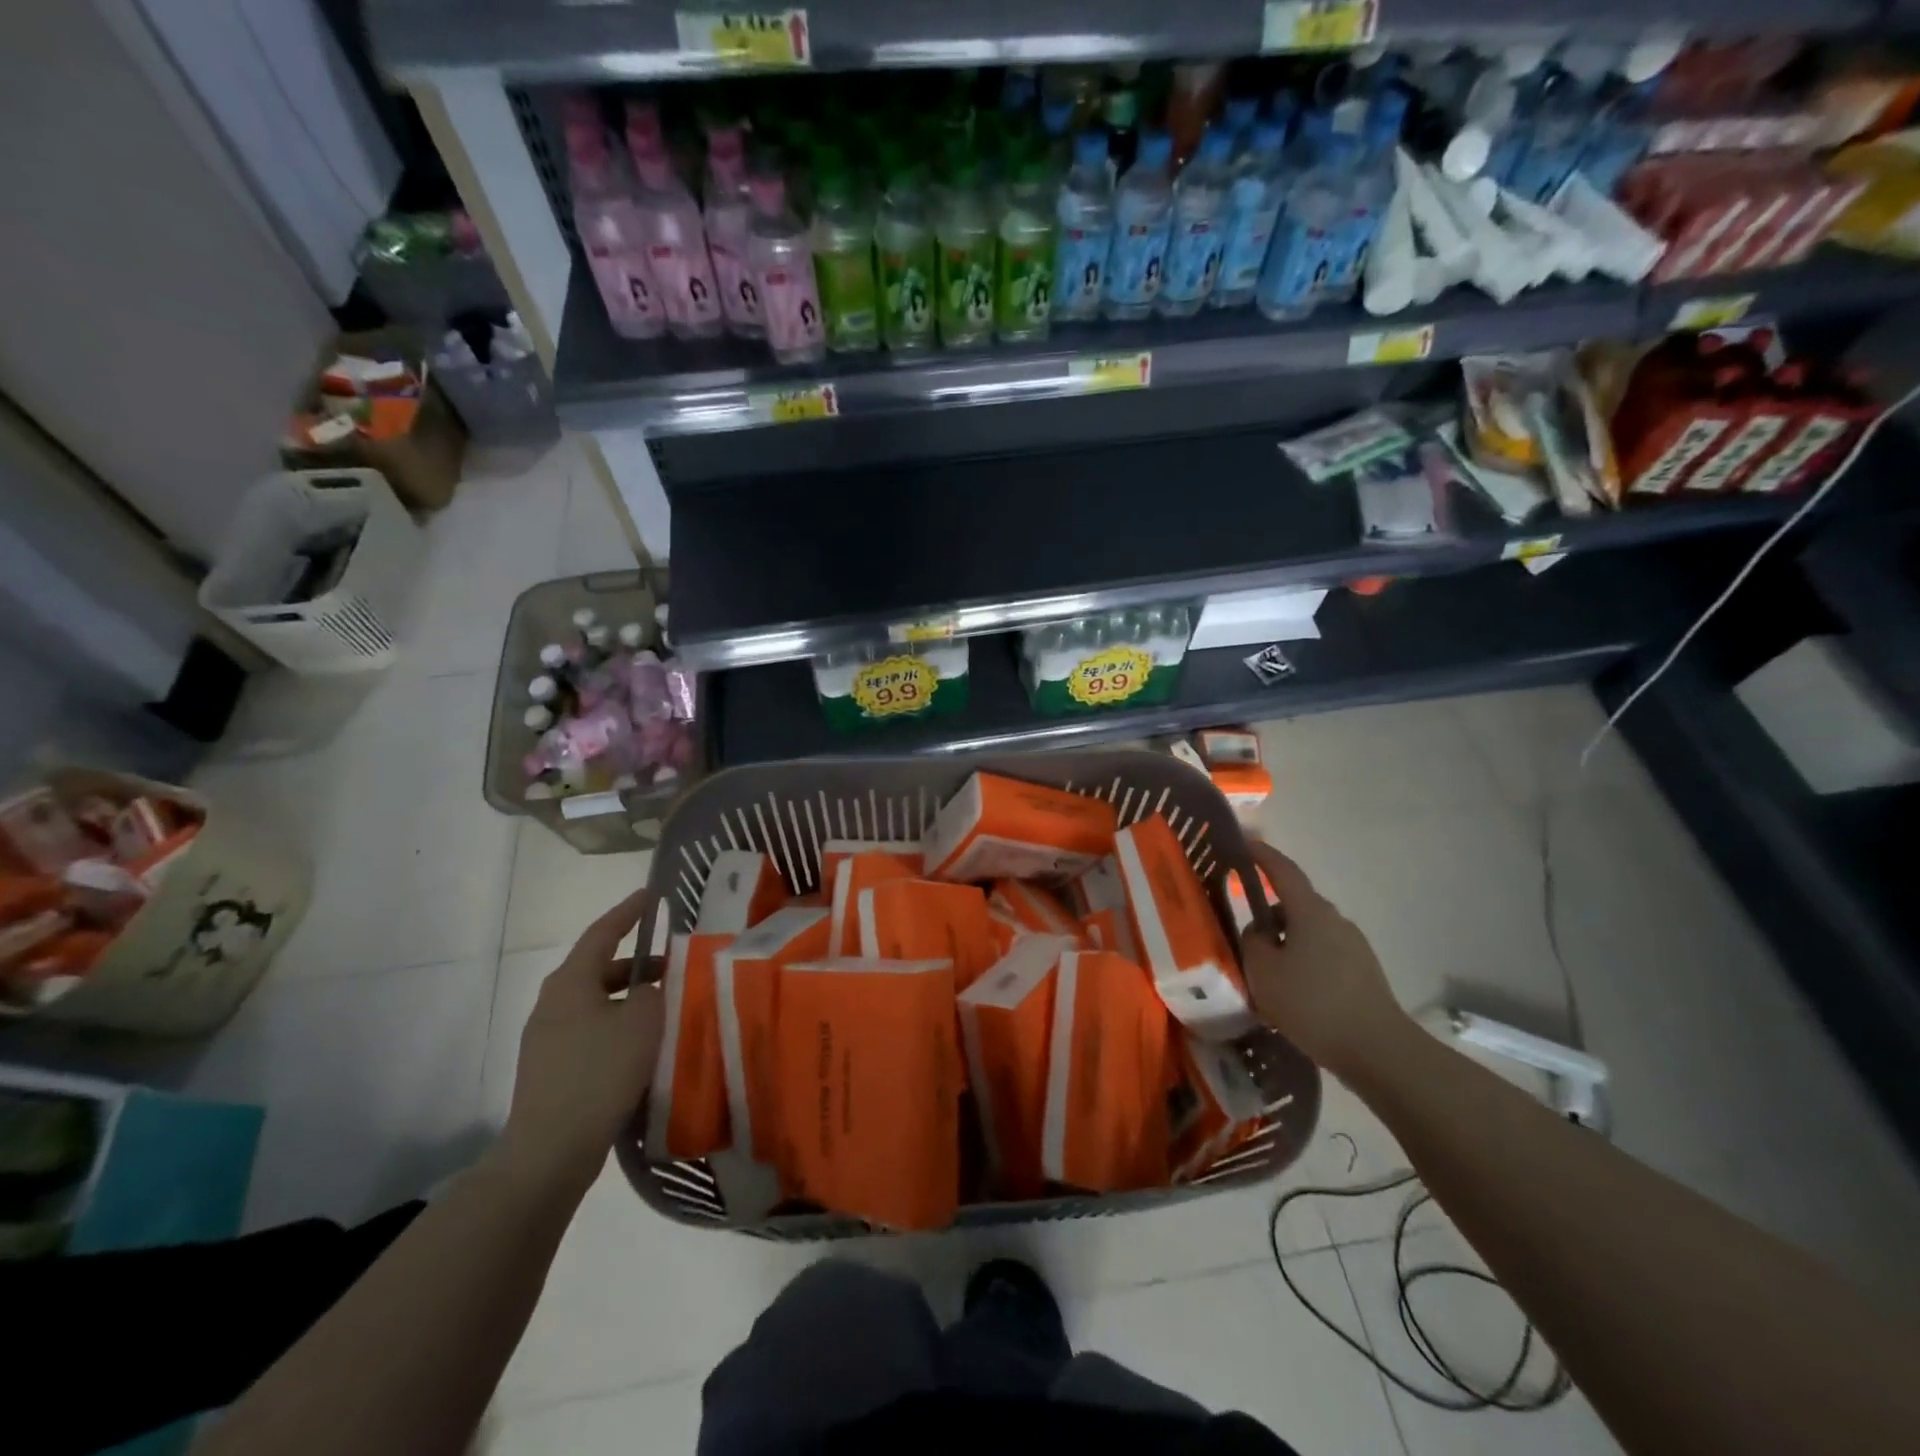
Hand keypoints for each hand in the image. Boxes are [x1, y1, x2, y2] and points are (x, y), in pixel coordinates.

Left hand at [497, 888, 663, 1195]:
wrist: (550, 1150)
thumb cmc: (599, 1072)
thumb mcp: (642, 1021)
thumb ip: (652, 991)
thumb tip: (648, 988)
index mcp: (570, 981)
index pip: (603, 932)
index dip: (629, 911)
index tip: (652, 895)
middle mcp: (553, 1003)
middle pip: (600, 968)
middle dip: (637, 963)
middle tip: (674, 962)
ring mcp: (548, 1038)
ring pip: (597, 1003)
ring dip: (630, 998)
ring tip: (666, 1006)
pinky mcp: (552, 1069)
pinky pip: (592, 1032)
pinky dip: (619, 1026)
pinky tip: (644, 1045)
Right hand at [1240, 839, 1412, 1077]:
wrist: (1377, 1050)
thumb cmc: (1312, 1003)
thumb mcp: (1263, 971)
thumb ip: (1252, 942)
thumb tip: (1259, 931)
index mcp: (1310, 912)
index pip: (1283, 871)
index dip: (1262, 855)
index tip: (1244, 843)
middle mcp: (1335, 920)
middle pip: (1294, 906)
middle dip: (1269, 916)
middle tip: (1244, 936)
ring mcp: (1353, 946)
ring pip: (1307, 933)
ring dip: (1285, 944)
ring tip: (1265, 975)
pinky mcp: (1363, 973)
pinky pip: (1322, 956)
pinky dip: (1302, 964)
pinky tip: (1291, 994)